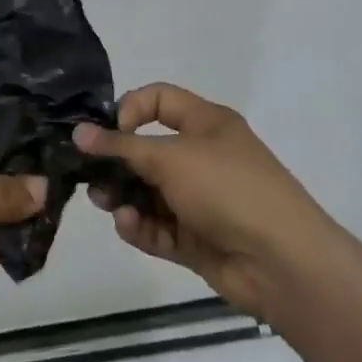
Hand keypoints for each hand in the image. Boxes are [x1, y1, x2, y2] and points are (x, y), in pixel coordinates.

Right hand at [78, 83, 337, 318]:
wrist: (282, 262)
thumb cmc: (228, 189)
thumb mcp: (171, 158)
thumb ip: (121, 146)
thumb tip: (79, 131)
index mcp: (207, 124)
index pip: (159, 100)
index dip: (130, 109)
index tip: (108, 132)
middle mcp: (202, 157)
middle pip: (147, 150)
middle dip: (116, 162)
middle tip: (89, 174)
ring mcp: (199, 200)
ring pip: (147, 192)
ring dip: (122, 196)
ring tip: (105, 203)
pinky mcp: (194, 238)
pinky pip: (156, 226)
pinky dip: (139, 225)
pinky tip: (128, 225)